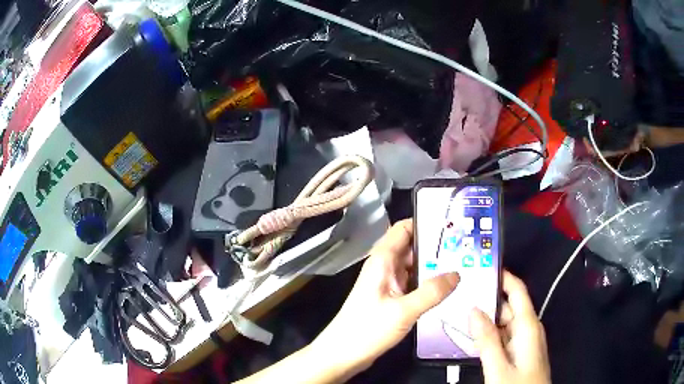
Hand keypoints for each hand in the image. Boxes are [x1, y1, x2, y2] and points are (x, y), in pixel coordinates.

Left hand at [311, 219, 459, 376]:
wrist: (343, 354)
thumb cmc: (367, 330)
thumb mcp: (403, 311)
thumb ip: (431, 292)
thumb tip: (457, 273)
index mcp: (382, 261)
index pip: (404, 229)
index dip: (425, 222)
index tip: (452, 224)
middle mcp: (385, 267)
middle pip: (412, 247)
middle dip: (437, 246)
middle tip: (465, 248)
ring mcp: (388, 284)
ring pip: (414, 267)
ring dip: (434, 266)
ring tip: (463, 266)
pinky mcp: (391, 299)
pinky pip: (413, 284)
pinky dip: (428, 283)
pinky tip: (447, 289)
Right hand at [469, 271, 550, 383]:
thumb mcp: (498, 367)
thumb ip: (487, 339)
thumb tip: (473, 310)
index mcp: (528, 326)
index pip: (517, 291)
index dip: (502, 277)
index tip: (480, 267)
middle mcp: (528, 328)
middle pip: (508, 307)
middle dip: (486, 301)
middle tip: (459, 297)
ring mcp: (524, 341)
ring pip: (504, 323)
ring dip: (485, 320)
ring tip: (460, 315)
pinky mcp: (519, 352)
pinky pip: (503, 336)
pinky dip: (489, 334)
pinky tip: (472, 337)